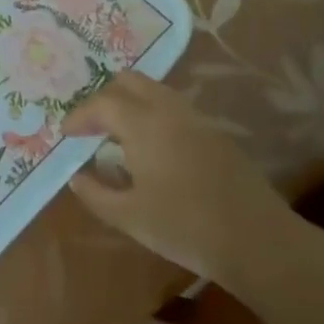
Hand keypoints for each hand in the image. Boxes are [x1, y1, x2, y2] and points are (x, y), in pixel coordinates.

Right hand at [62, 71, 284, 279]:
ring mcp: (197, 120)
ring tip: (117, 134)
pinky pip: (175, 108)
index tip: (66, 133)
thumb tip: (77, 177)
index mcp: (144, 125)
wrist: (257, 241)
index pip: (103, 103)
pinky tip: (151, 148)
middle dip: (105, 97)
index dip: (80, 115)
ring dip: (131, 103)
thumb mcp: (129, 217)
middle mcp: (170, 111)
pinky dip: (153, 115)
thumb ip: (96, 193)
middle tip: (91, 125)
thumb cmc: (184, 227)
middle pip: (131, 82)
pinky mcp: (216, 134)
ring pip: (156, 91)